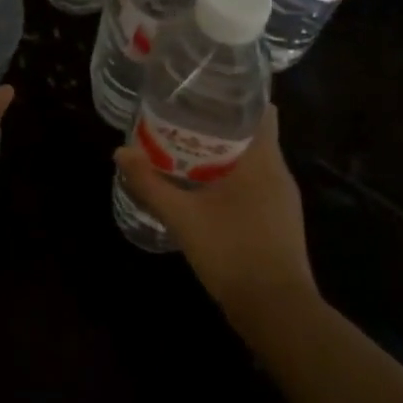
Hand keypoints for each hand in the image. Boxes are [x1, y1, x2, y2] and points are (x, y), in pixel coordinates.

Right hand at [115, 107, 316, 321]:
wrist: (277, 313)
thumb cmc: (233, 252)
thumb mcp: (183, 218)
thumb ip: (150, 184)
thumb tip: (120, 152)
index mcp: (263, 160)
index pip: (260, 110)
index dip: (234, 96)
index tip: (201, 88)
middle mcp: (278, 173)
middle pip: (251, 133)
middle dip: (217, 124)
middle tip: (178, 116)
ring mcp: (281, 199)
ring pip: (251, 161)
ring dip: (221, 153)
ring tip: (182, 147)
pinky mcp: (277, 221)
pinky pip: (253, 184)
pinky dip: (228, 177)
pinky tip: (201, 187)